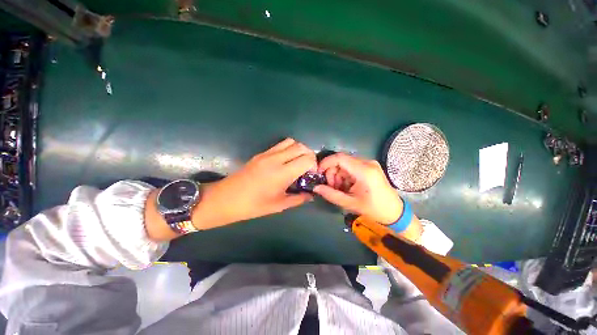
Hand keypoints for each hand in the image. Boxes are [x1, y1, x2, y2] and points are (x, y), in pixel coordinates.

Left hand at [192, 138, 316, 228]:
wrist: (225, 199)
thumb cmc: (252, 206)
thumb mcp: (278, 205)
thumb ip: (298, 199)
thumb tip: (311, 194)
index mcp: (281, 173)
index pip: (307, 159)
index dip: (314, 165)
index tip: (311, 174)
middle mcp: (276, 159)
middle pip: (301, 146)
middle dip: (309, 155)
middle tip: (307, 168)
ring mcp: (267, 154)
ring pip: (291, 141)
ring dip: (299, 150)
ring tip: (297, 163)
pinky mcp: (261, 153)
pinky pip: (280, 145)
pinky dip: (289, 149)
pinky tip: (285, 162)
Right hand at [314, 153, 402, 224]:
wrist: (395, 213)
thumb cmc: (374, 210)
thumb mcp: (350, 203)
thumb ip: (331, 194)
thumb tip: (315, 188)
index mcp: (364, 171)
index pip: (339, 158)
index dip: (326, 163)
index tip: (318, 173)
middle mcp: (367, 163)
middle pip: (341, 161)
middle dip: (332, 173)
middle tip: (332, 187)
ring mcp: (369, 164)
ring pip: (345, 164)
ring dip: (338, 176)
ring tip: (340, 189)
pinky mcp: (370, 167)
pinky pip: (351, 167)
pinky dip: (345, 176)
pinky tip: (347, 187)